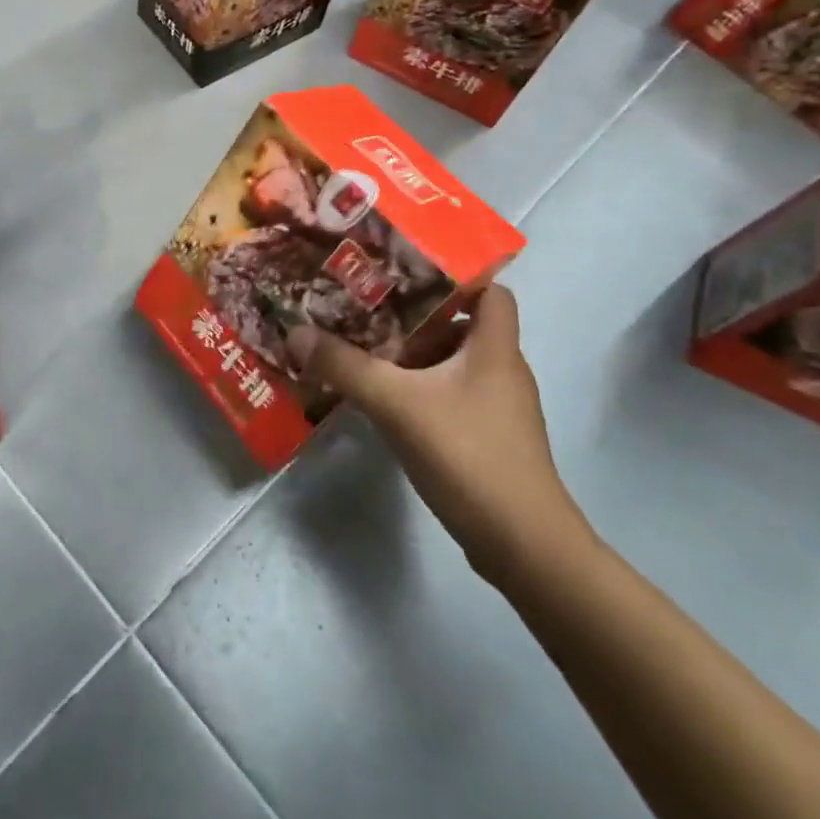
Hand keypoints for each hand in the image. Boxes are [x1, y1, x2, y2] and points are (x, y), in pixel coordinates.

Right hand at [286, 286, 592, 584]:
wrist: (523, 544)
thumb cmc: (468, 454)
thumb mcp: (396, 403)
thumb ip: (345, 366)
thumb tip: (296, 332)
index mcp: (495, 348)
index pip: (491, 291)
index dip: (454, 276)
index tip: (404, 273)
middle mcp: (502, 370)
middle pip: (463, 325)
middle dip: (416, 317)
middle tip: (367, 309)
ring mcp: (499, 408)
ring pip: (454, 364)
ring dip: (414, 356)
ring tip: (367, 350)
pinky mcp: (489, 439)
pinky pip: (451, 396)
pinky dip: (420, 390)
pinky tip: (385, 400)